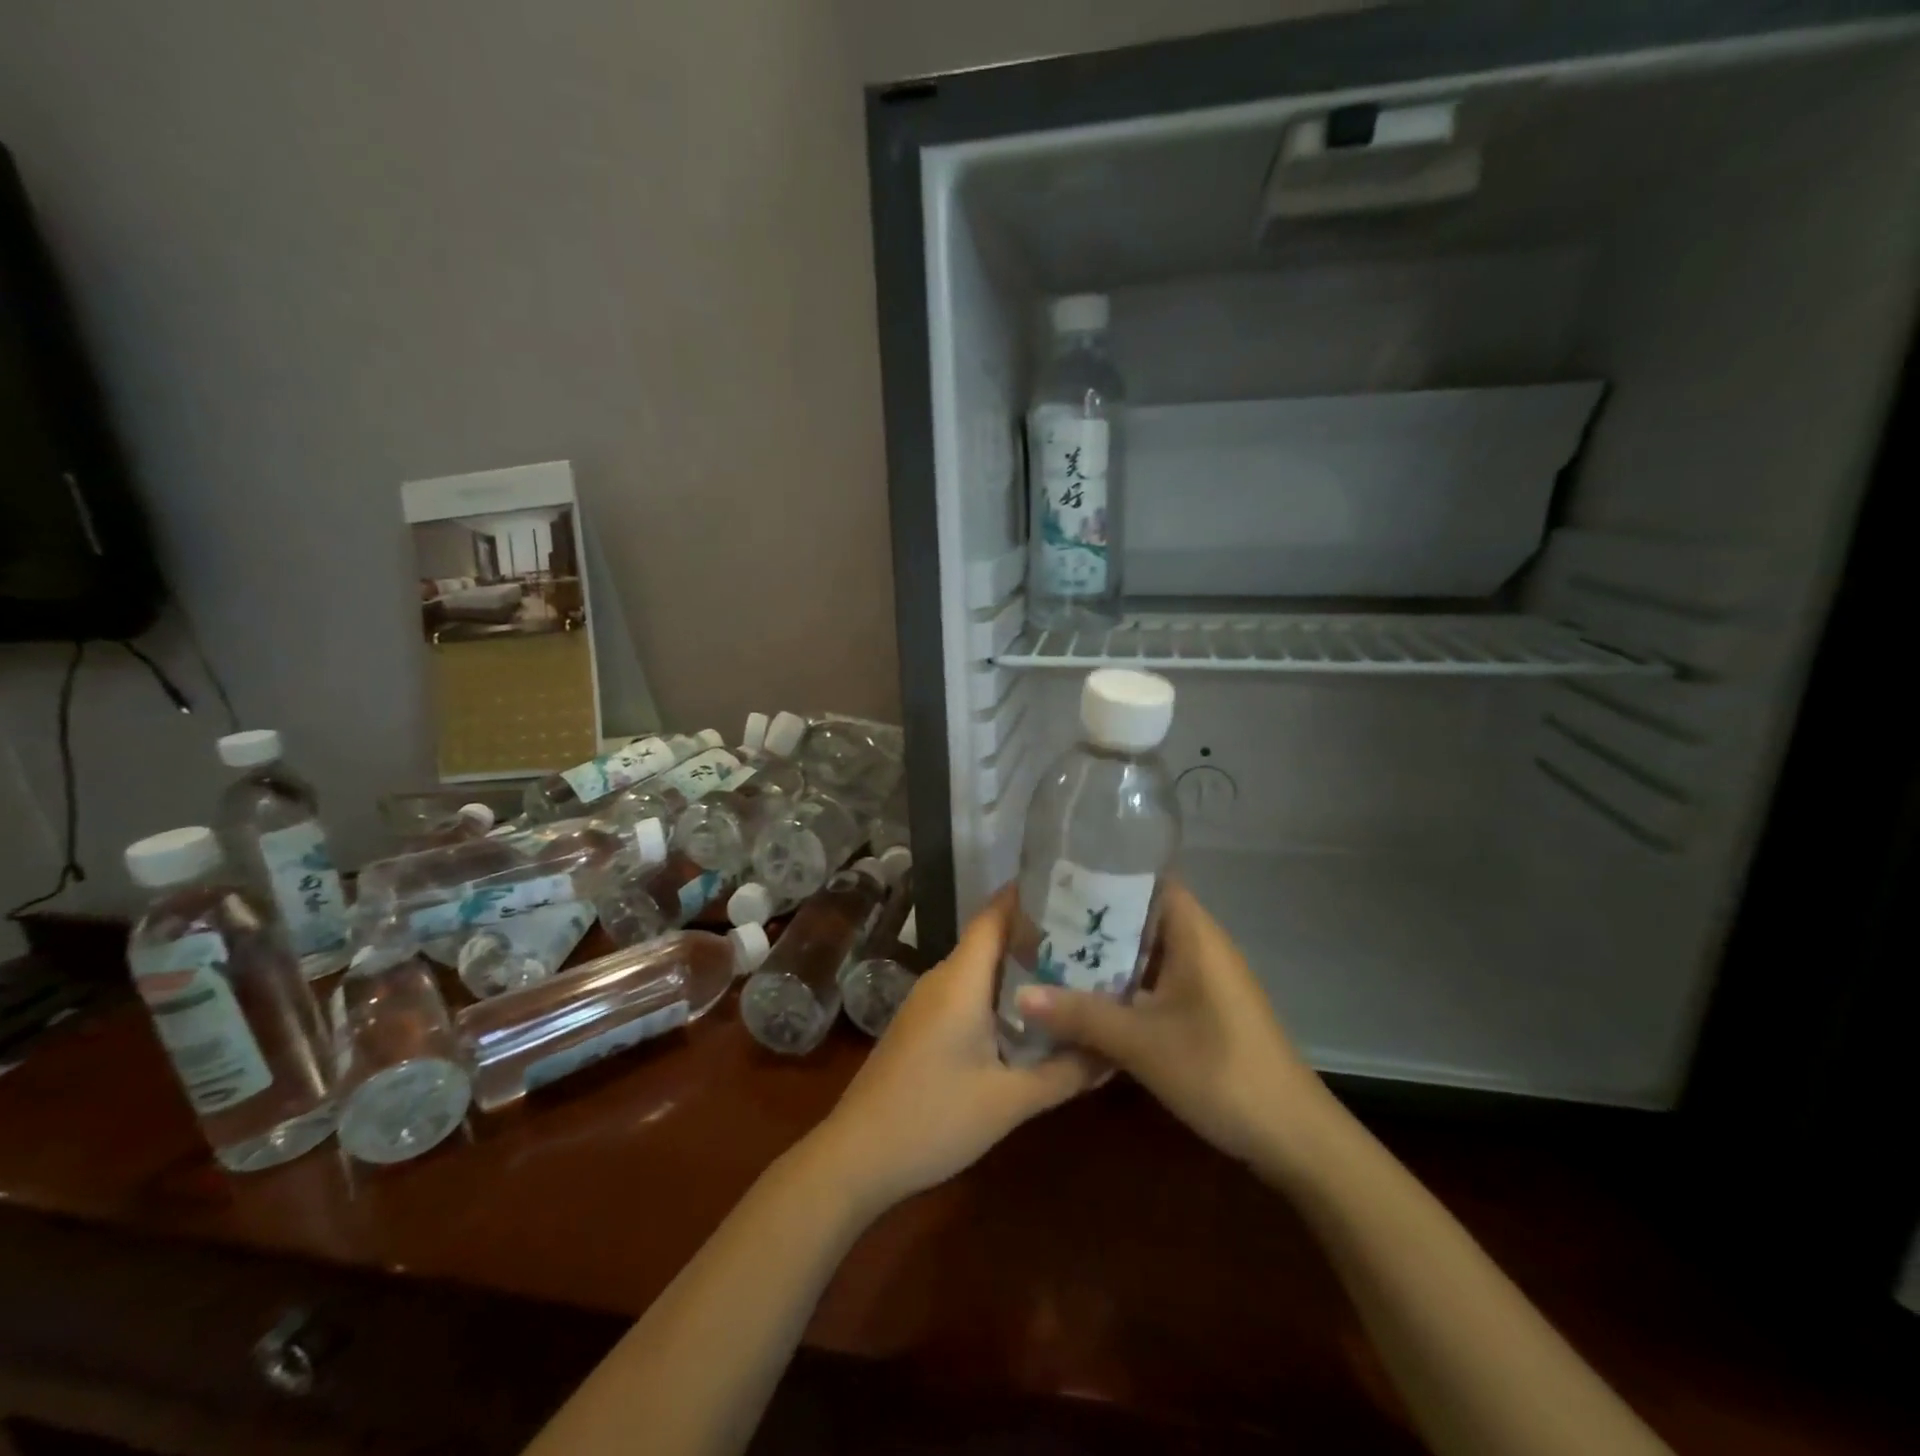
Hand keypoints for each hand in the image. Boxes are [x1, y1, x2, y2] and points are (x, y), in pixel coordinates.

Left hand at [806, 889, 1097, 1215]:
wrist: (856, 1158)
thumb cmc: (933, 1119)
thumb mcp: (1009, 1101)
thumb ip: (1064, 1073)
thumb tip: (1114, 1051)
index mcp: (960, 979)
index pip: (995, 915)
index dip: (1030, 895)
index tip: (1074, 888)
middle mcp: (942, 979)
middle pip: (992, 940)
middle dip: (1039, 936)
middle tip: (1092, 939)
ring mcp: (928, 1003)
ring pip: (981, 970)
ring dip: (1021, 970)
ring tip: (1074, 975)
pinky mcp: (923, 1026)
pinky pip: (968, 994)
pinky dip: (1002, 996)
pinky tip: (1031, 1019)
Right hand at [1014, 880, 1332, 1173]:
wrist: (1294, 1137)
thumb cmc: (1220, 1070)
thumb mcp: (1142, 1043)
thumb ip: (1080, 1015)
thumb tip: (1020, 994)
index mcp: (1194, 934)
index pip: (1148, 880)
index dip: (1105, 875)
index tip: (1057, 881)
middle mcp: (1201, 946)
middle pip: (1141, 916)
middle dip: (1094, 922)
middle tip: (1040, 924)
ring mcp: (1205, 980)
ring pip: (1146, 954)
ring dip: (1106, 959)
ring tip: (1051, 958)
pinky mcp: (1205, 1010)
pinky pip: (1156, 983)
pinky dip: (1124, 987)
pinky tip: (1087, 1003)